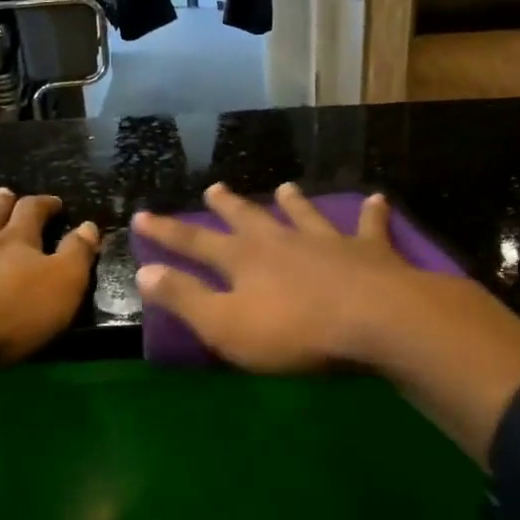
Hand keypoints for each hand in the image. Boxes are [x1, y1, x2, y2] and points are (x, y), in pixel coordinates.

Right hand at [131, 183, 416, 372]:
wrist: (375, 320)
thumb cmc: (294, 332)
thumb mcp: (226, 325)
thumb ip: (186, 298)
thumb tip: (145, 271)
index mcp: (244, 260)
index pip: (195, 243)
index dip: (166, 232)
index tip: (142, 216)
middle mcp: (282, 241)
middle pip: (248, 218)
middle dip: (228, 206)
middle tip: (215, 188)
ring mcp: (327, 241)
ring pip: (304, 215)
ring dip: (293, 202)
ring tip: (285, 187)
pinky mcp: (369, 252)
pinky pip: (369, 227)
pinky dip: (371, 214)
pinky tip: (376, 200)